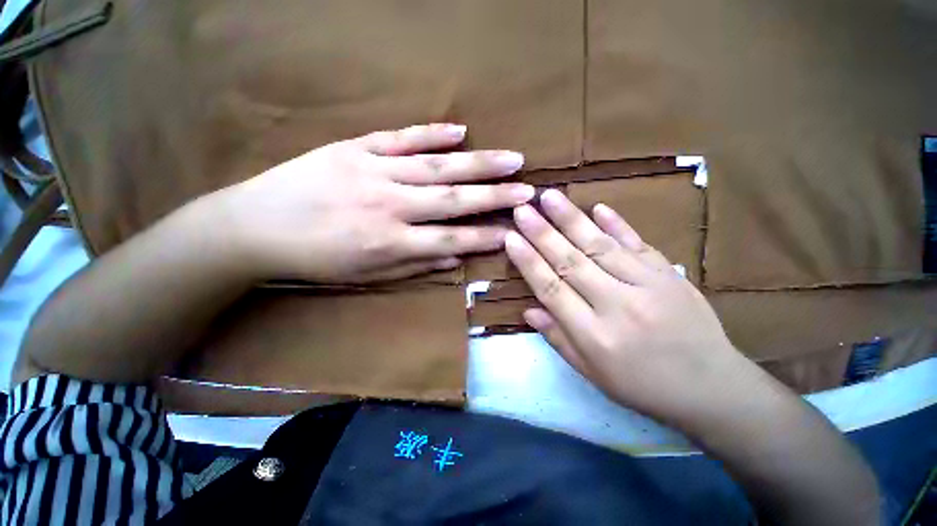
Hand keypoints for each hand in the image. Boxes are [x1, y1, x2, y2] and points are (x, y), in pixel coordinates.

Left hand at [206, 124, 532, 282]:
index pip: (453, 239)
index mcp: (391, 242)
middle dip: (495, 196)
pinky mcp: (355, 148)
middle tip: (528, 190)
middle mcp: (390, 205)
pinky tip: (460, 131)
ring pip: (437, 166)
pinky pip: (402, 138)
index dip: (486, 237)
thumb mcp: (368, 276)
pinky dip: (433, 134)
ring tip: (511, 158)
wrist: (255, 227)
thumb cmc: (317, 260)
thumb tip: (455, 259)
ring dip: (478, 163)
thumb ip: (416, 265)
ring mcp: (374, 171)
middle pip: (454, 199)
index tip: (514, 232)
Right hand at [506, 189, 760, 425]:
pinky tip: (598, 206)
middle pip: (570, 262)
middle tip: (522, 209)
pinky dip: (617, 224)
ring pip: (600, 246)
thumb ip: (558, 339)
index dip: (528, 262)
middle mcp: (617, 306)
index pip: (551, 289)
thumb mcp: (592, 374)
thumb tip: (528, 310)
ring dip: (572, 219)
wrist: (712, 388)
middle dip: (542, 233)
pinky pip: (638, 244)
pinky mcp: (670, 275)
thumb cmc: (643, 386)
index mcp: (595, 336)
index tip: (510, 238)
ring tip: (550, 197)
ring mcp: (647, 286)